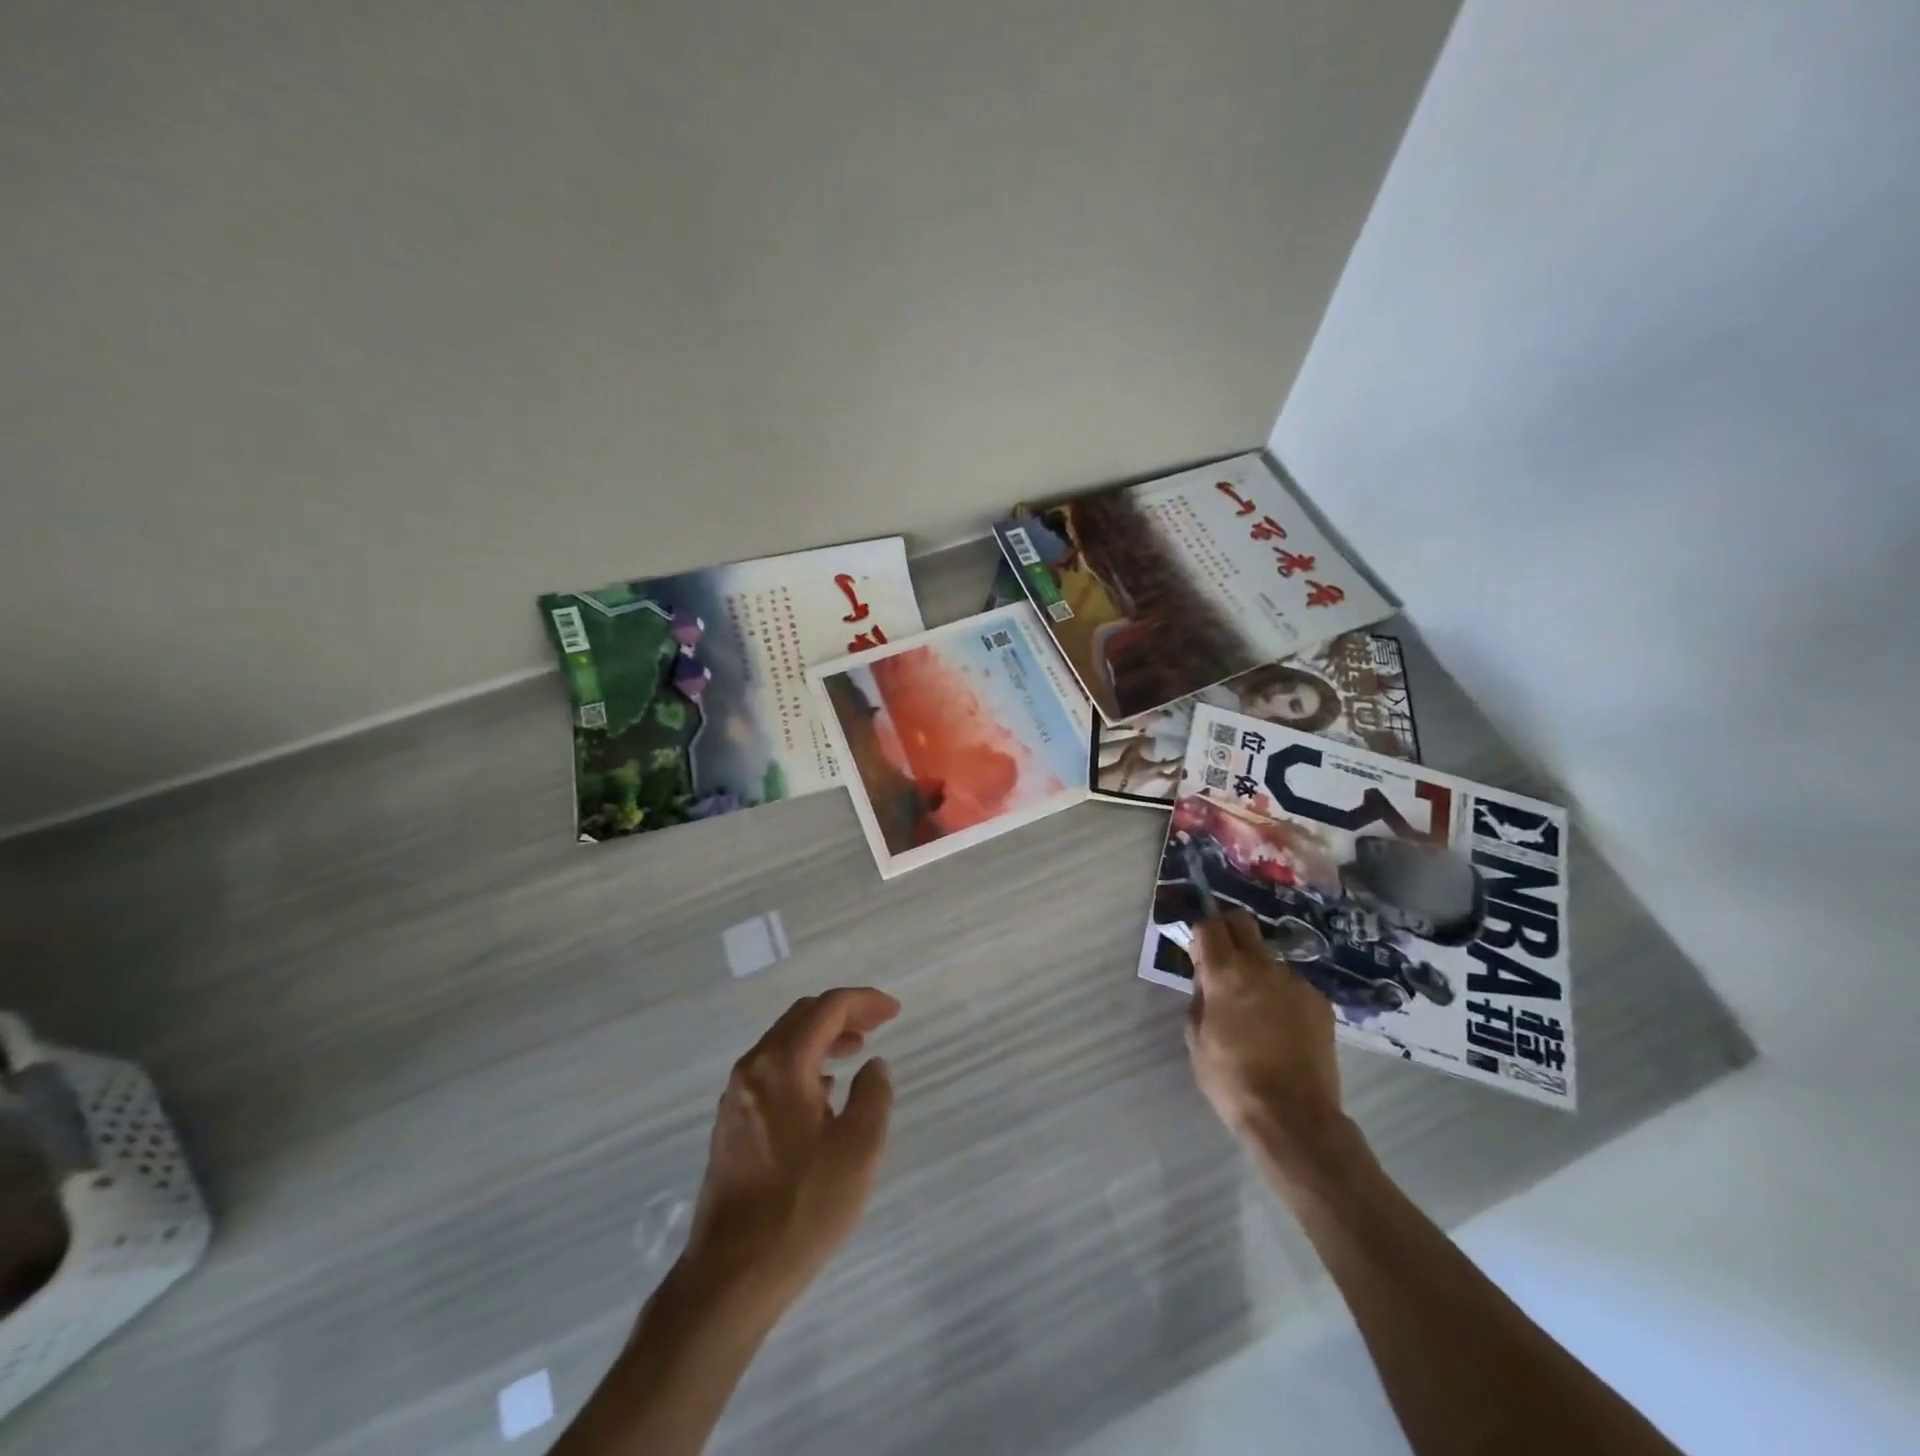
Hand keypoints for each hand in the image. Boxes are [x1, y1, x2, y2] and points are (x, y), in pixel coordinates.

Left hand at [680, 987, 900, 1315]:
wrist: (730, 1276)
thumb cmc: (802, 1208)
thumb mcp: (858, 1150)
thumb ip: (874, 1095)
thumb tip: (873, 1066)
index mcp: (782, 1065)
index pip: (827, 1009)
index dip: (864, 1002)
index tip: (894, 1011)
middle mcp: (753, 1069)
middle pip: (801, 1017)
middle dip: (843, 1013)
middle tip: (878, 1023)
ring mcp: (736, 1096)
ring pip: (784, 1043)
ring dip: (822, 1037)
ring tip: (856, 1051)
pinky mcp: (732, 1123)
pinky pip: (771, 1069)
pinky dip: (803, 1062)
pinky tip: (823, 1090)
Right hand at [1186, 911, 1343, 1153]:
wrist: (1294, 1117)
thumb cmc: (1232, 1079)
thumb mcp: (1196, 1038)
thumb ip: (1200, 998)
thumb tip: (1207, 980)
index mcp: (1226, 973)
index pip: (1209, 925)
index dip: (1200, 935)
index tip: (1198, 956)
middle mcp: (1262, 967)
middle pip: (1242, 922)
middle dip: (1227, 931)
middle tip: (1222, 960)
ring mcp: (1295, 982)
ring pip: (1268, 959)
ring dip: (1256, 971)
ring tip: (1256, 1011)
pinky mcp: (1319, 1002)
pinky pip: (1292, 986)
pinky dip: (1281, 996)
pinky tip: (1281, 1029)